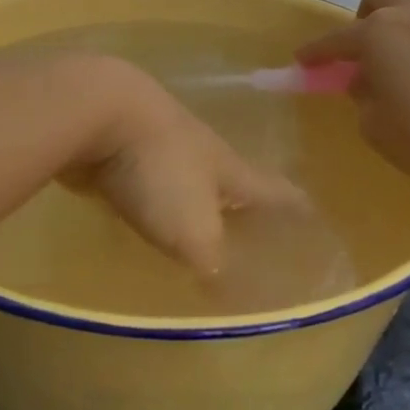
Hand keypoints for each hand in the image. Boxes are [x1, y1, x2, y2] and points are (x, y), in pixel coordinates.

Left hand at [60, 57, 308, 275]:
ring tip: (199, 225)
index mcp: (229, 169)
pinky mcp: (120, 148)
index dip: (294, 205)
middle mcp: (201, 152)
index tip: (312, 211)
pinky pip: (144, 180)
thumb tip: (232, 299)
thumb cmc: (160, 171)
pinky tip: (142, 214)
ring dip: (193, 201)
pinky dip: (150, 199)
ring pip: (185, 179)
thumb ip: (215, 266)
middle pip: (229, 181)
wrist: (98, 110)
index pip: (274, 190)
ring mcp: (159, 144)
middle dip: (241, 203)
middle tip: (252, 227)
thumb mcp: (195, 232)